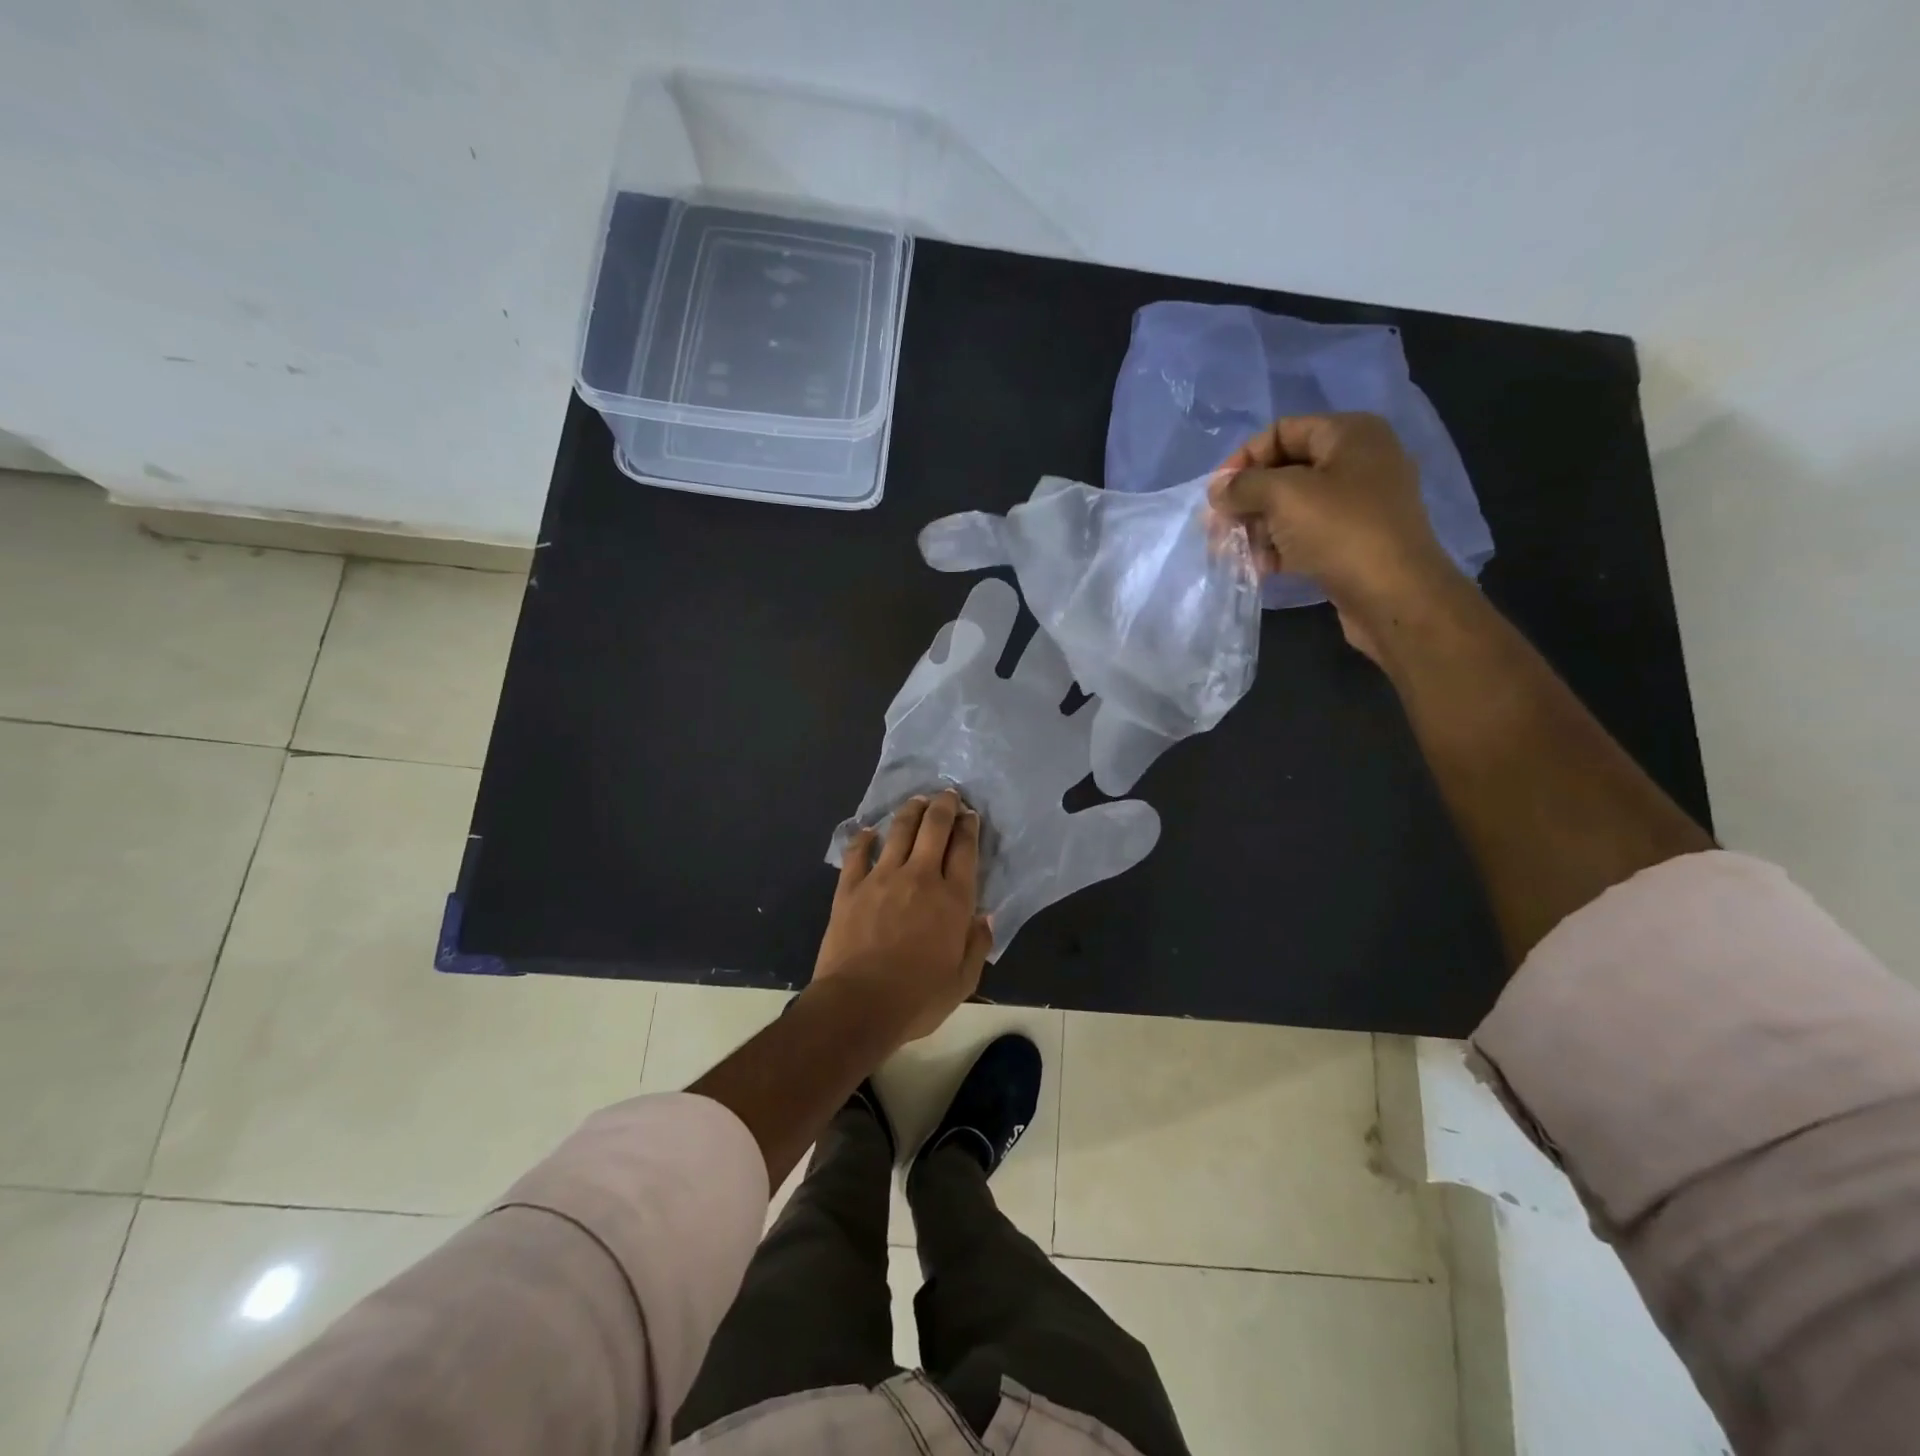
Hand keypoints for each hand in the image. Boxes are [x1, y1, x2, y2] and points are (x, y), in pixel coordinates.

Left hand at [814, 788, 992, 1043]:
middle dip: (943, 806)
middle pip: (934, 828)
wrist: (858, 1005)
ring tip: (917, 801)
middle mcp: (920, 877)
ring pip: (899, 831)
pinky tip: (868, 830)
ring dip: (910, 811)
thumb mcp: (963, 981)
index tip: (970, 814)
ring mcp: (881, 878)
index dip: (969, 827)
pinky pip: (857, 853)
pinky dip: (864, 838)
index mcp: (952, 899)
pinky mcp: (850, 887)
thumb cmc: (917, 998)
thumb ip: (977, 945)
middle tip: (947, 794)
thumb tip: (985, 917)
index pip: (965, 850)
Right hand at [1208, 413, 1460, 658]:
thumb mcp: (1284, 496)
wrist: (1394, 595)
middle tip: (1216, 528)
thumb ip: (1243, 486)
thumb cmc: (1341, 531)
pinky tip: (1258, 568)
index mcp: (1350, 434)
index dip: (1244, 459)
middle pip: (1284, 471)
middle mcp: (1358, 461)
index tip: (1216, 494)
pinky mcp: (1354, 541)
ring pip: (1291, 507)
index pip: (1282, 432)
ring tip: (1230, 553)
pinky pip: (1306, 535)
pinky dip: (1278, 547)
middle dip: (1246, 500)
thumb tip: (1217, 488)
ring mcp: (1358, 504)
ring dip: (1256, 528)